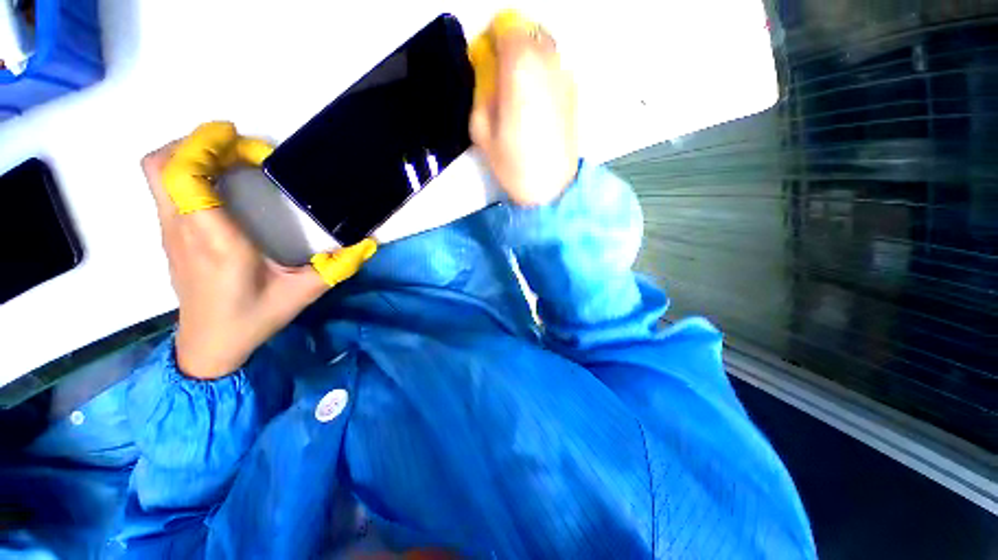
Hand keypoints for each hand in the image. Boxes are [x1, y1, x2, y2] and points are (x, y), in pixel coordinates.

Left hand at [142, 122, 376, 378]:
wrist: (210, 345)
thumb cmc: (254, 317)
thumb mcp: (305, 293)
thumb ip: (338, 267)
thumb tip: (369, 244)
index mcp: (216, 241)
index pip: (184, 177)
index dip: (204, 144)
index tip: (239, 138)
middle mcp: (184, 229)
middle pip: (161, 164)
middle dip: (197, 142)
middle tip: (241, 149)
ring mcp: (170, 232)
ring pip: (160, 172)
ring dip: (192, 153)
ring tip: (234, 160)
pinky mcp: (170, 235)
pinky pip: (168, 188)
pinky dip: (189, 170)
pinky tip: (223, 183)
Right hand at [469, 11, 578, 205]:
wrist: (551, 188)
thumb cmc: (513, 164)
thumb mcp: (481, 130)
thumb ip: (481, 91)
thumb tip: (488, 72)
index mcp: (520, 66)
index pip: (506, 25)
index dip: (492, 38)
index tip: (486, 60)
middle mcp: (548, 61)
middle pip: (527, 31)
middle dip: (510, 46)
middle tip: (500, 77)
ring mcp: (565, 75)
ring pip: (544, 48)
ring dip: (528, 59)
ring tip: (519, 93)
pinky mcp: (574, 92)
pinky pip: (555, 68)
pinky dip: (543, 73)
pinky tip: (537, 103)